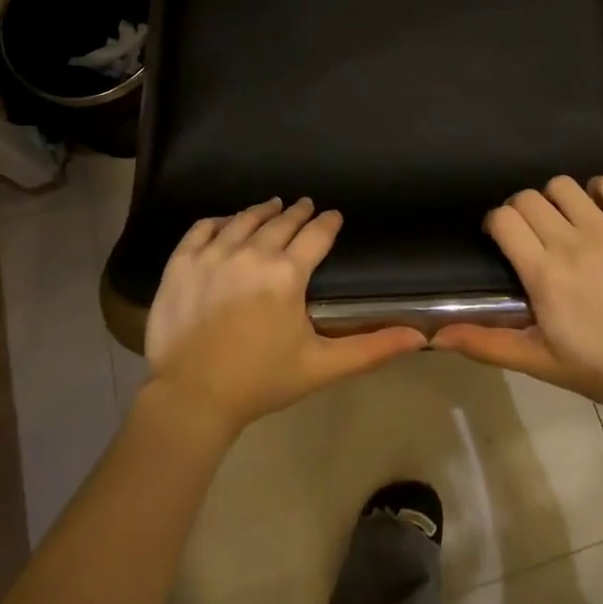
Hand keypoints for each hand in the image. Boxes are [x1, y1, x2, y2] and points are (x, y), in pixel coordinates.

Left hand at [143, 198, 425, 439]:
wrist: (191, 398)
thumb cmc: (261, 381)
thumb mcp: (322, 366)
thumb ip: (372, 348)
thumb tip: (420, 337)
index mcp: (287, 273)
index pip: (316, 234)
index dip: (328, 222)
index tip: (334, 216)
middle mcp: (252, 252)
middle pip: (281, 221)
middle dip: (298, 212)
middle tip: (306, 205)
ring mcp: (213, 254)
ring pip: (244, 219)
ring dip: (263, 210)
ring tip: (273, 205)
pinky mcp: (181, 262)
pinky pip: (203, 228)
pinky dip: (220, 221)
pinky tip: (227, 222)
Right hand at [433, 176, 602, 412]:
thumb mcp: (540, 362)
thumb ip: (487, 344)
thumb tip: (436, 337)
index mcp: (543, 274)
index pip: (503, 219)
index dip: (496, 223)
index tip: (502, 241)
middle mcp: (570, 242)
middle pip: (527, 198)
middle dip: (521, 211)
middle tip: (533, 236)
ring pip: (562, 185)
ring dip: (555, 199)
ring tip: (564, 222)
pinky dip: (598, 189)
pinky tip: (599, 210)